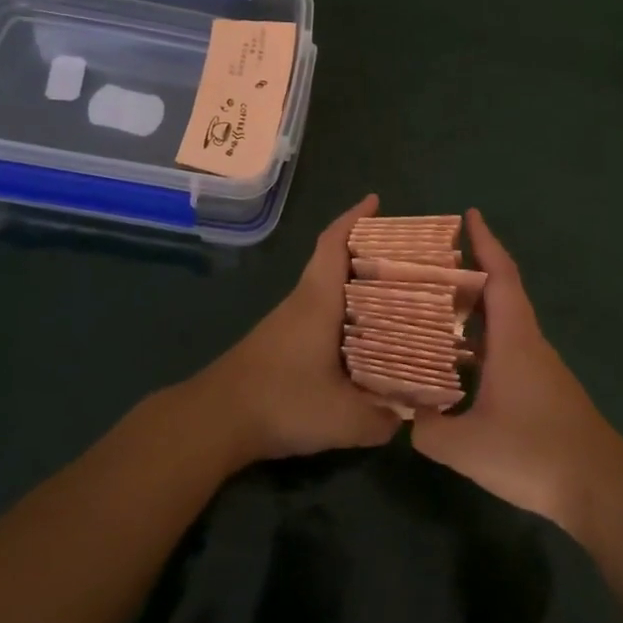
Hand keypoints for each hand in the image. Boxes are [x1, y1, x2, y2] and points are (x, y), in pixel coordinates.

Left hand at [186, 194, 402, 463]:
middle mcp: (301, 303)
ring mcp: (286, 323)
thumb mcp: (343, 419)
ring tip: (395, 296)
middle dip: (367, 252)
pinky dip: (343, 313)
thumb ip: (382, 419)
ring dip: (355, 285)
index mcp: (317, 302)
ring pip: (325, 290)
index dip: (354, 219)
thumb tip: (408, 417)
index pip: (334, 245)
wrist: (214, 421)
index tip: (376, 201)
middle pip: (333, 263)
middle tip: (407, 258)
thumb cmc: (281, 402)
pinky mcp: (278, 344)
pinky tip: (361, 338)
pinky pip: (318, 313)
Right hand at [411, 209, 622, 528]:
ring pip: (504, 326)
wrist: (600, 487)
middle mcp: (529, 344)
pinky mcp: (544, 391)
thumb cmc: (534, 452)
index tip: (470, 215)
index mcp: (514, 339)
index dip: (486, 243)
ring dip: (474, 312)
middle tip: (429, 267)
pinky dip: (482, 344)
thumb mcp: (466, 446)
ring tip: (433, 311)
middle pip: (501, 295)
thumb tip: (410, 416)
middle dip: (470, 274)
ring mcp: (540, 368)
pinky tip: (458, 367)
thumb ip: (429, 429)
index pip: (501, 276)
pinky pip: (507, 351)